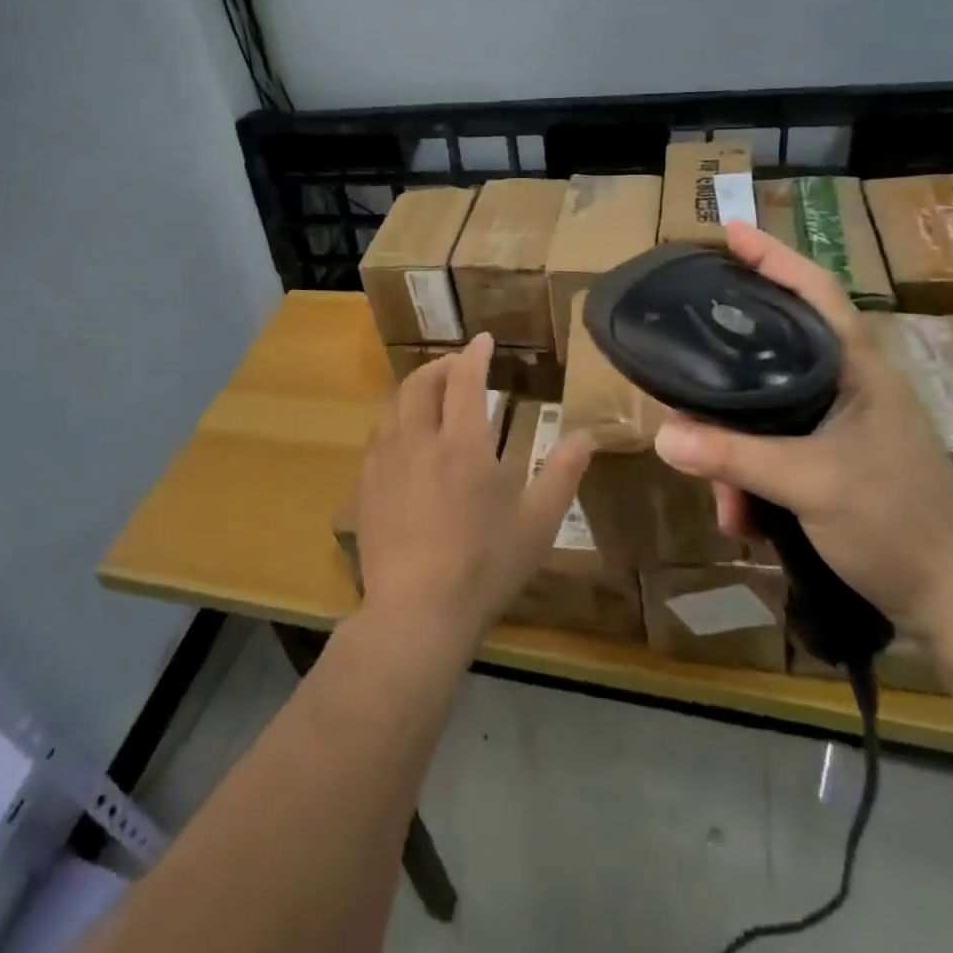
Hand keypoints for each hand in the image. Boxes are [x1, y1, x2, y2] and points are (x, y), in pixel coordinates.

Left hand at [355, 334, 593, 652]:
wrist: (416, 613)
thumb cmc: (484, 567)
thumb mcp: (537, 524)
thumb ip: (563, 474)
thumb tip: (587, 435)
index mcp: (463, 445)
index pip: (466, 380)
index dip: (475, 354)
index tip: (483, 340)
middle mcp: (419, 441)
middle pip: (422, 383)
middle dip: (441, 365)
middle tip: (459, 366)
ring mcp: (386, 462)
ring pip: (395, 405)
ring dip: (416, 389)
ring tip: (432, 395)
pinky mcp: (366, 486)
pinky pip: (378, 436)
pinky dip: (396, 420)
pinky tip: (404, 438)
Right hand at [651, 221, 952, 638]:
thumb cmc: (897, 522)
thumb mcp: (810, 484)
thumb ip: (734, 457)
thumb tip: (661, 436)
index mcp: (856, 369)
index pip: (814, 291)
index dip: (774, 256)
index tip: (730, 230)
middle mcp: (847, 386)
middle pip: (773, 350)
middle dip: (725, 376)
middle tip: (684, 368)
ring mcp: (840, 425)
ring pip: (764, 412)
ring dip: (734, 453)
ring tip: (723, 500)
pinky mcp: (833, 460)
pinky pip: (772, 450)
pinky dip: (750, 479)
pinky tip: (742, 517)